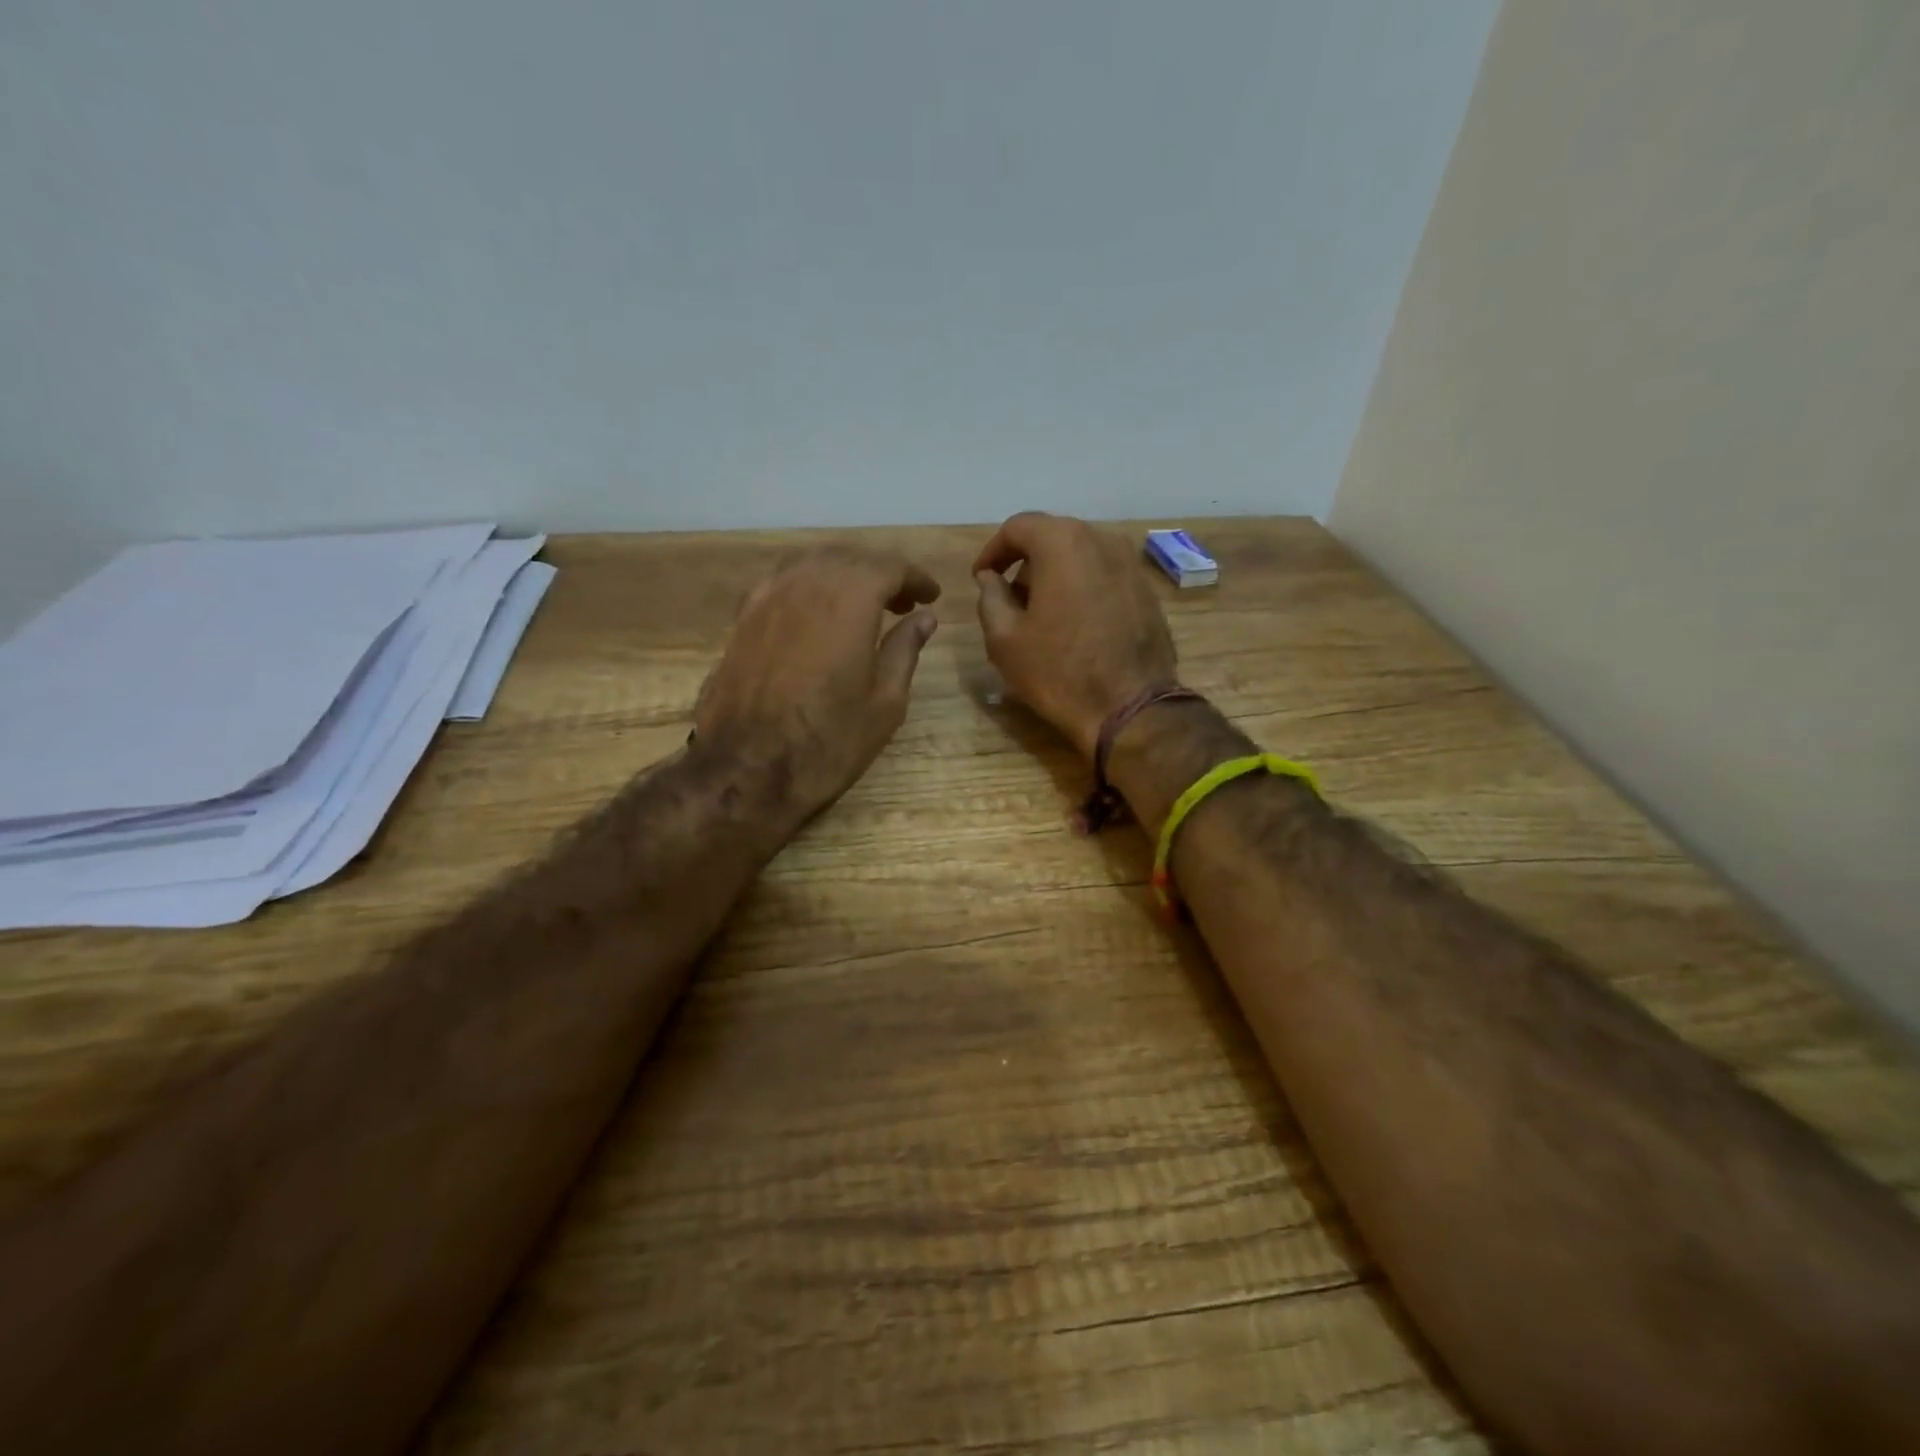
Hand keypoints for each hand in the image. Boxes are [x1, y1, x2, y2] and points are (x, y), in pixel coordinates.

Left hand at [695, 545, 940, 816]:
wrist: (745, 769)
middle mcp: (805, 583)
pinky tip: (818, 615)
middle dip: (880, 573)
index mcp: (849, 599)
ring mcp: (767, 597)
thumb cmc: (828, 741)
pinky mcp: (743, 618)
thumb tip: (923, 618)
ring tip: (862, 606)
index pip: (889, 567)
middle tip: (903, 602)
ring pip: (813, 564)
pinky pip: (783, 582)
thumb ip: (904, 650)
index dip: (915, 578)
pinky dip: (809, 587)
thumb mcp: (885, 702)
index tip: (931, 596)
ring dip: (843, 575)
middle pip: (849, 558)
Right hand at [973, 512, 1176, 758]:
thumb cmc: (1058, 671)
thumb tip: (991, 578)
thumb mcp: (1004, 638)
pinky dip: (1084, 587)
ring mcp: (1131, 564)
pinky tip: (1075, 623)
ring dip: (1057, 574)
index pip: (1018, 527)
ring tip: (1043, 613)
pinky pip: (1105, 575)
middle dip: (1026, 562)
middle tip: (1010, 598)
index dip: (993, 551)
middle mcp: (1102, 540)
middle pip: (1053, 536)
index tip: (982, 578)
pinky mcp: (1147, 590)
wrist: (1131, 707)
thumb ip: (990, 597)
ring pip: (1082, 555)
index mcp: (1062, 543)